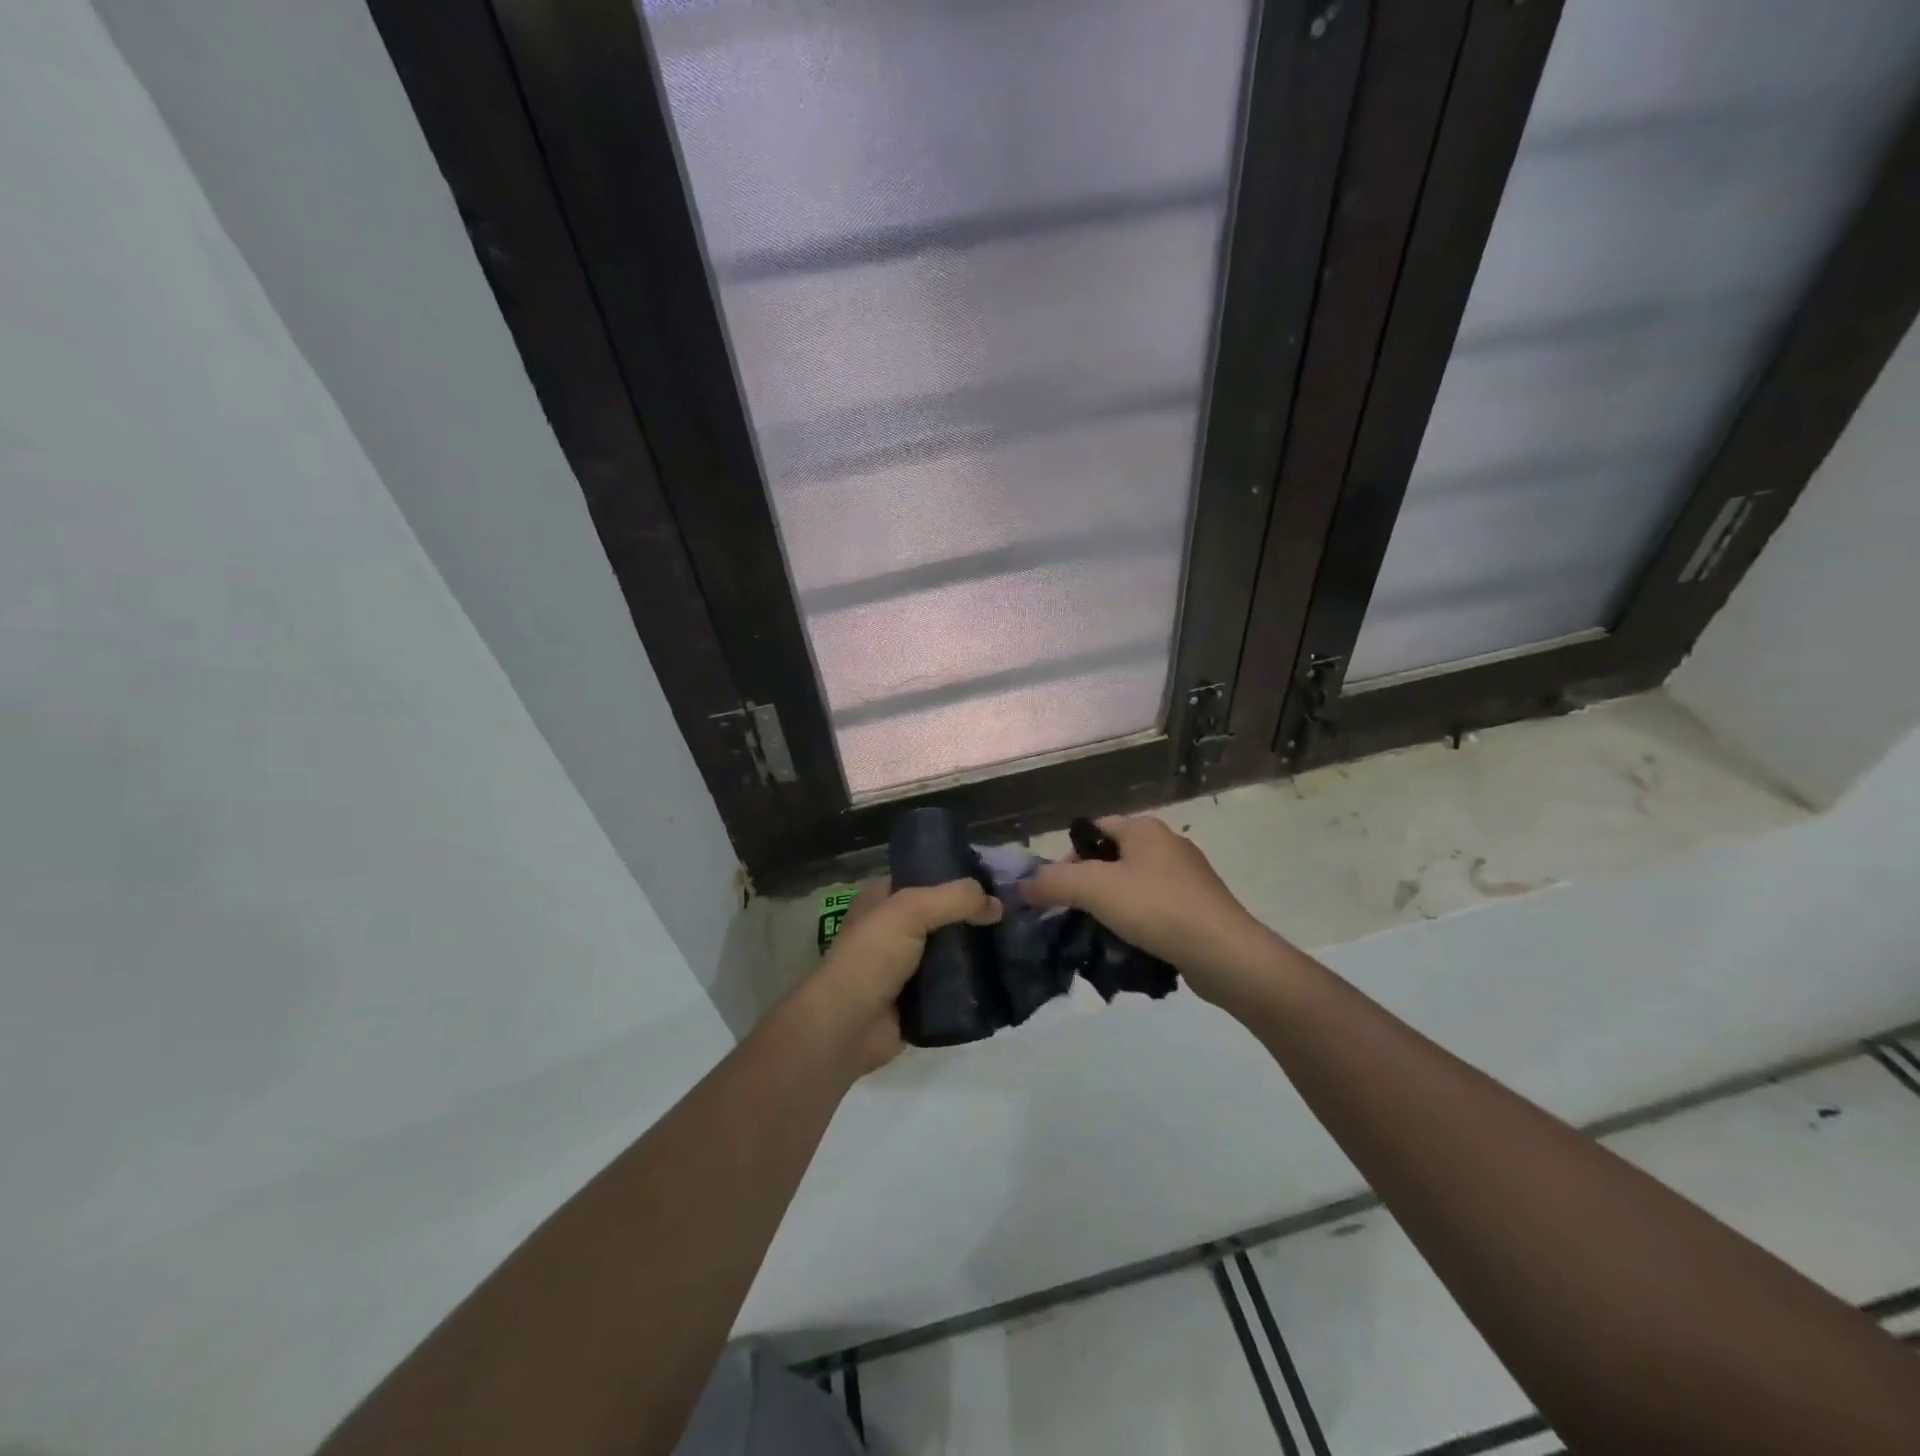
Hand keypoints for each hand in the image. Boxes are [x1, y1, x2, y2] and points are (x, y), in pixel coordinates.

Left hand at [797, 877, 1000, 1073]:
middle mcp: (894, 930)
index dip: (958, 877)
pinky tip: (1001, 977)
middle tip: (1013, 915)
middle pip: (943, 916)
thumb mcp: (910, 910)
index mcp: (883, 900)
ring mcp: (907, 967)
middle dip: (974, 917)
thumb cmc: (871, 957)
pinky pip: (954, 986)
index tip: (997, 881)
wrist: (847, 1027)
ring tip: (1015, 945)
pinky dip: (973, 984)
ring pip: (951, 952)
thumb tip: (998, 905)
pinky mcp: (919, 1000)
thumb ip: (955, 899)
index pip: (926, 878)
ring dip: (977, 952)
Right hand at [1020, 815, 1276, 1004]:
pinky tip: (1132, 946)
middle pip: (1112, 858)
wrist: (1224, 953)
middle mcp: (1167, 844)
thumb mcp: (1094, 889)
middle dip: (1089, 885)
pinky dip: (1140, 923)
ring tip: (1100, 934)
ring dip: (1113, 907)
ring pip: (1134, 886)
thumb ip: (1053, 882)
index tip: (1058, 889)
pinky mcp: (1199, 907)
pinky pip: (1156, 909)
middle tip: (1075, 914)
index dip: (1069, 855)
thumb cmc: (1156, 908)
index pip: (1093, 829)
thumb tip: (1023, 885)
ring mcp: (1188, 877)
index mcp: (1145, 829)